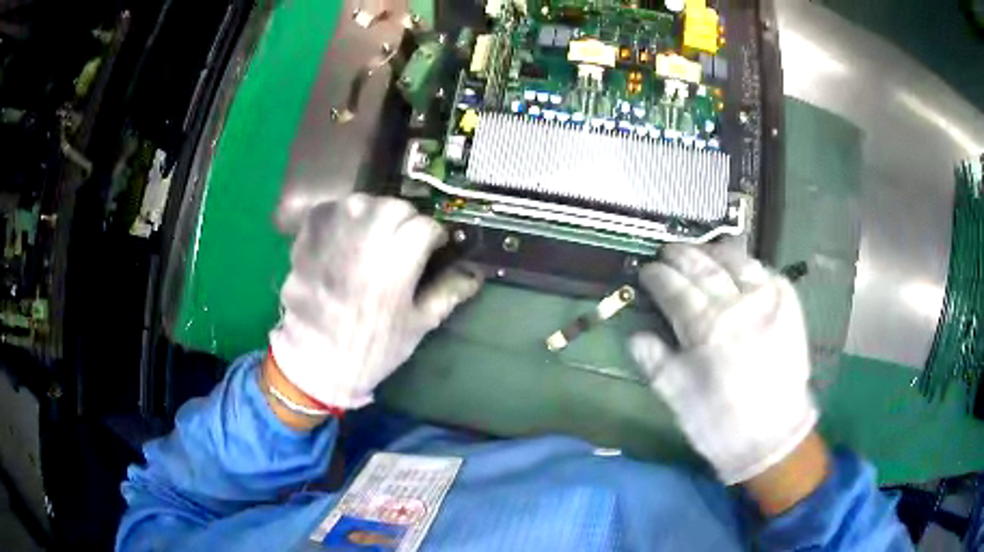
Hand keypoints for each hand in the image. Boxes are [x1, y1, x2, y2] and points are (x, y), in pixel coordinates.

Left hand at [269, 194, 481, 410]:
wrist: (317, 361)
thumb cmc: (372, 348)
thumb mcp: (417, 326)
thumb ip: (447, 293)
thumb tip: (474, 273)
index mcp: (397, 262)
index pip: (426, 227)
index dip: (434, 238)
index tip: (434, 250)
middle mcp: (366, 238)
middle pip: (396, 207)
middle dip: (406, 220)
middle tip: (404, 242)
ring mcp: (333, 234)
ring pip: (363, 202)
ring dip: (373, 214)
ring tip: (373, 236)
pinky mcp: (308, 237)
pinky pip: (330, 209)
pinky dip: (341, 215)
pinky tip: (345, 233)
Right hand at [629, 242, 818, 484]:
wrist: (773, 436)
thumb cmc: (719, 423)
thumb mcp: (677, 398)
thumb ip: (655, 362)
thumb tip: (635, 335)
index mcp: (706, 329)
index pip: (674, 289)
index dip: (658, 276)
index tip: (647, 270)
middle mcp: (737, 305)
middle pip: (703, 268)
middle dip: (681, 256)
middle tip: (668, 252)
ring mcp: (767, 300)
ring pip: (736, 261)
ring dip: (714, 251)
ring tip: (702, 250)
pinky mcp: (789, 303)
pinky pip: (765, 271)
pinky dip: (747, 264)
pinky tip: (738, 265)